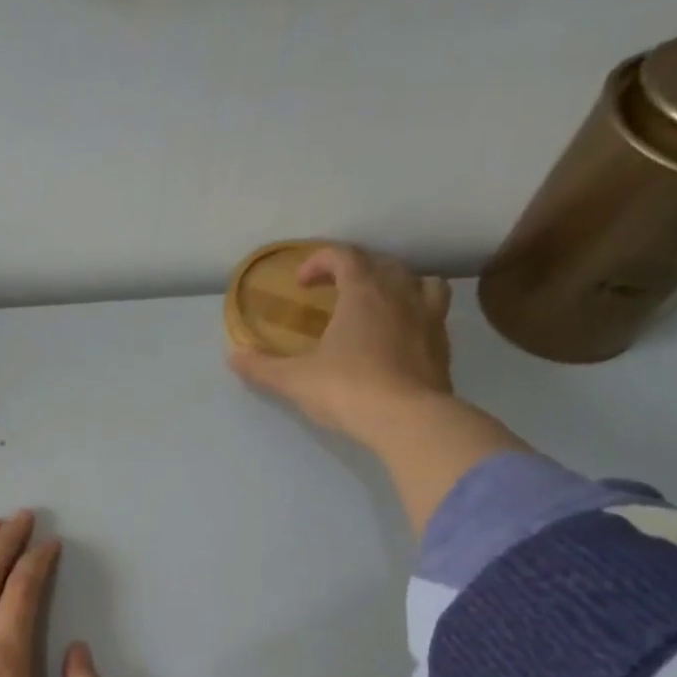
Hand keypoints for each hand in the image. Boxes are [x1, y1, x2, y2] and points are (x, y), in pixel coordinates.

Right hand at [229, 243, 453, 447]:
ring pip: (419, 282)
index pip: (343, 255)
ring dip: (397, 284)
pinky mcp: (443, 345)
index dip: (319, 261)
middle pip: (381, 263)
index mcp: (362, 293)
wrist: (409, 421)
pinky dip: (417, 314)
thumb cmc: (347, 389)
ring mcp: (428, 318)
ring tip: (379, 304)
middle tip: (335, 290)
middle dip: (355, 268)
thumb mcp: (294, 380)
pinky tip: (401, 336)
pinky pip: (434, 314)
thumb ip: (262, 367)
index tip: (301, 283)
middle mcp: (399, 295)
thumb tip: (233, 356)